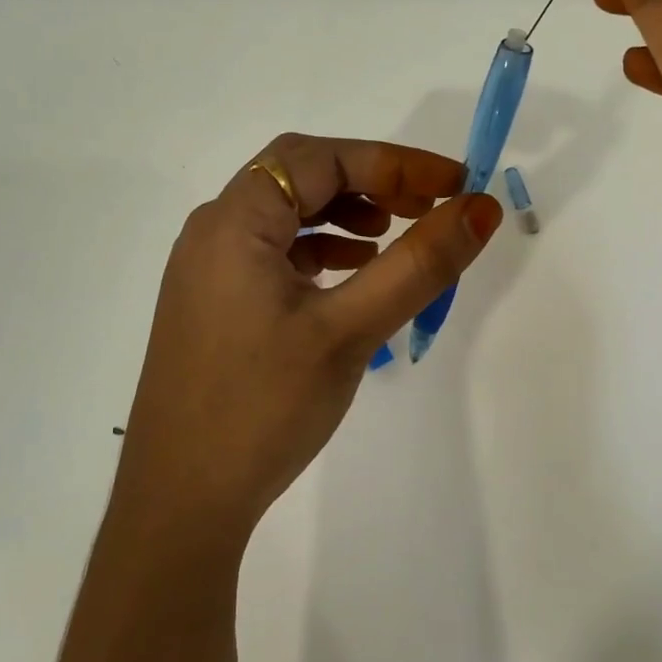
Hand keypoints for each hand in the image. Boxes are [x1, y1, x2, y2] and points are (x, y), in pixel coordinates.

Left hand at [113, 134, 502, 538]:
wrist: (181, 503)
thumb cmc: (262, 407)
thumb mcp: (349, 330)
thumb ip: (418, 264)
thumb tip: (480, 209)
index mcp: (234, 221)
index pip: (320, 158)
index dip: (393, 161)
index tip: (454, 185)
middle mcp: (214, 231)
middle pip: (300, 176)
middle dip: (369, 181)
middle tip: (428, 206)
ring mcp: (208, 269)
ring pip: (287, 214)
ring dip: (345, 213)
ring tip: (396, 235)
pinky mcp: (214, 303)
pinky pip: (274, 253)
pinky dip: (321, 250)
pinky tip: (354, 275)